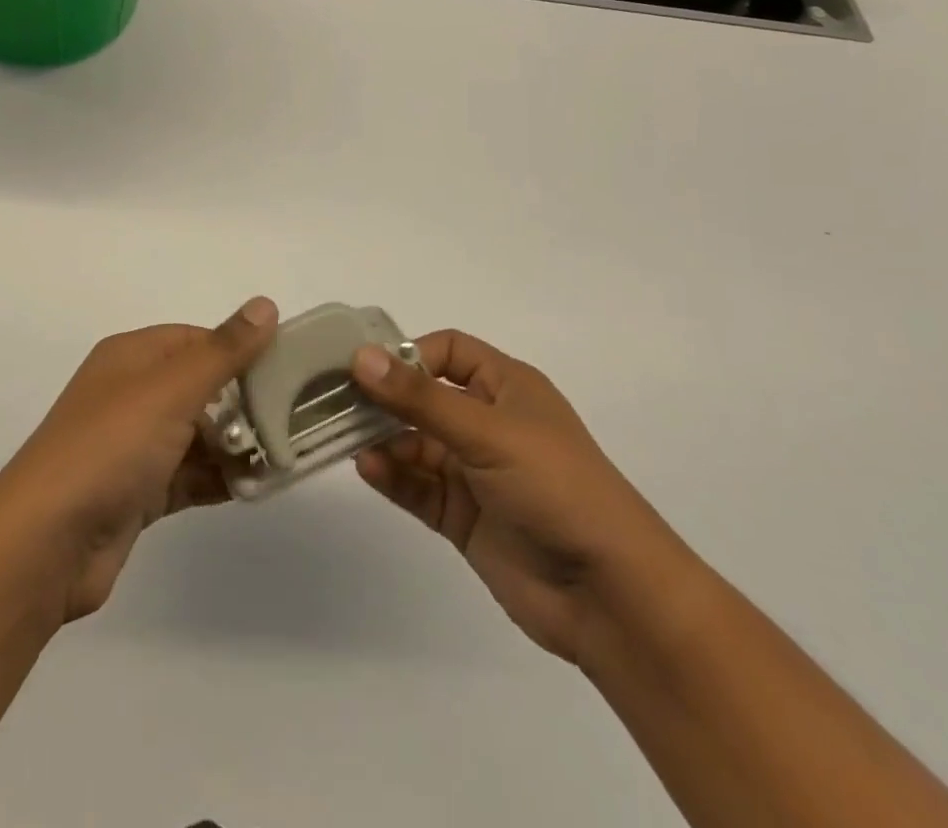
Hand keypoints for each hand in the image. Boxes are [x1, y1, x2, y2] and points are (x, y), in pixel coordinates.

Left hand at [0, 298, 278, 620]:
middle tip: (294, 419)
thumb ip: (224, 350)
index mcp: (131, 357)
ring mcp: (133, 445)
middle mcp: (130, 394)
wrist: (48, 541)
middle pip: (199, 388)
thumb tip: (266, 304)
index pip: (195, 340)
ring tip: (284, 457)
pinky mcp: (137, 492)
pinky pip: (188, 475)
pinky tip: (256, 488)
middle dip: (243, 403)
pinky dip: (218, 480)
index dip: (238, 350)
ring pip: (197, 435)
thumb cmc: (111, 446)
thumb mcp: (172, 389)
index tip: (286, 368)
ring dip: (236, 446)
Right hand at [351, 331, 691, 665]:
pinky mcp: (464, 516)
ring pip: (415, 443)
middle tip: (336, 400)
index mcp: (507, 388)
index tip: (366, 366)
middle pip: (423, 397)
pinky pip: (418, 486)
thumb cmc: (556, 488)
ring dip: (384, 440)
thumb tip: (360, 357)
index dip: (409, 354)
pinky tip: (369, 469)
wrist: (612, 597)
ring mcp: (475, 472)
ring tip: (349, 439)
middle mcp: (488, 423)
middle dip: (384, 399)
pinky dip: (393, 476)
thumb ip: (419, 397)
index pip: (448, 351)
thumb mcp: (487, 432)